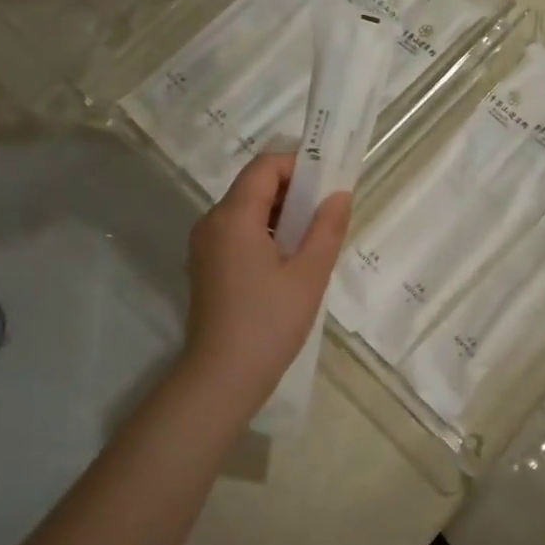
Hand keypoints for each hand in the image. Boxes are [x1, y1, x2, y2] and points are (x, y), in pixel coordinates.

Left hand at [180, 151, 351, 408]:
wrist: (221, 379)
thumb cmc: (269, 324)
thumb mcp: (309, 275)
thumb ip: (327, 228)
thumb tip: (339, 194)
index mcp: (233, 217)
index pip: (264, 167)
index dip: (298, 165)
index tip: (328, 184)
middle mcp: (212, 222)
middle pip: (253, 185)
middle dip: (292, 190)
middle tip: (326, 213)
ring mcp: (204, 245)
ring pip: (246, 209)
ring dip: (279, 213)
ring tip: (312, 239)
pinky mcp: (206, 265)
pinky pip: (237, 231)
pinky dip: (264, 232)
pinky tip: (287, 260)